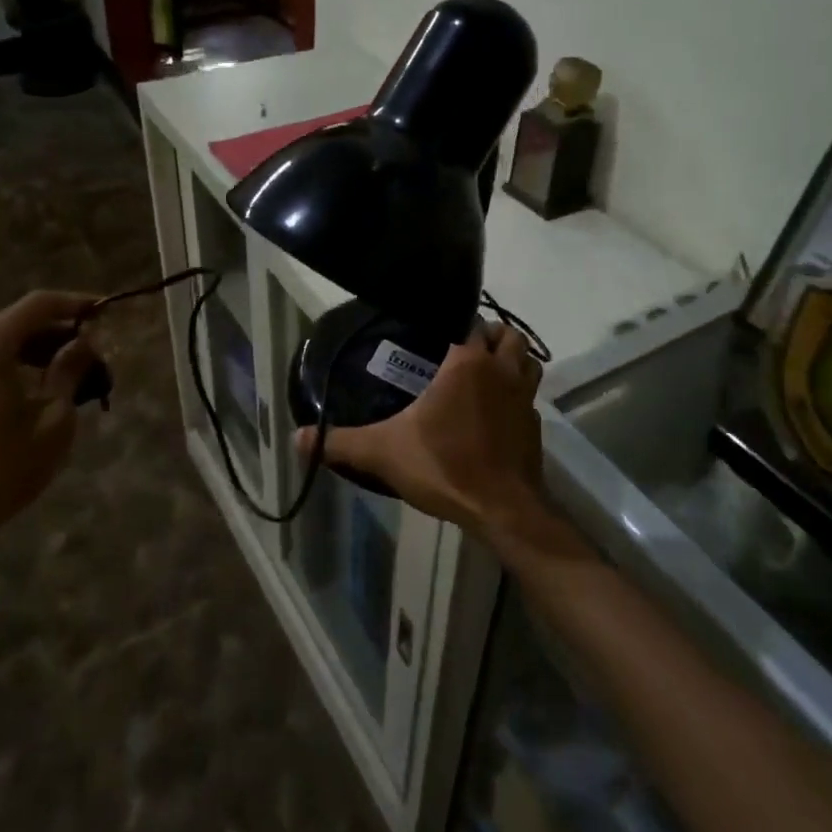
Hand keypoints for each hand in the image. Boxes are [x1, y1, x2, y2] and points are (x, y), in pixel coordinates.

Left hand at [0, 290, 101, 578]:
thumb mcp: (52, 422)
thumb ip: (69, 372)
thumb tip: (84, 342)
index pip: (39, 304)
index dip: (76, 303)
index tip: (105, 313)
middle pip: (16, 324)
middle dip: (57, 335)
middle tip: (92, 357)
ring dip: (33, 354)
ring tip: (68, 379)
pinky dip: (8, 368)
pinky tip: (30, 394)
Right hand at [298, 323, 549, 544]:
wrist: (503, 510)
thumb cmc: (446, 467)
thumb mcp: (383, 453)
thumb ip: (340, 442)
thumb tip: (296, 438)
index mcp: (468, 364)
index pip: (468, 322)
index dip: (455, 321)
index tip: (435, 329)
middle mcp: (502, 372)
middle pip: (506, 334)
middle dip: (488, 334)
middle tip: (460, 347)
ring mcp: (524, 399)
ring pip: (527, 361)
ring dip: (511, 359)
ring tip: (484, 371)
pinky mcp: (535, 427)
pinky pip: (528, 398)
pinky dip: (516, 397)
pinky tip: (494, 414)